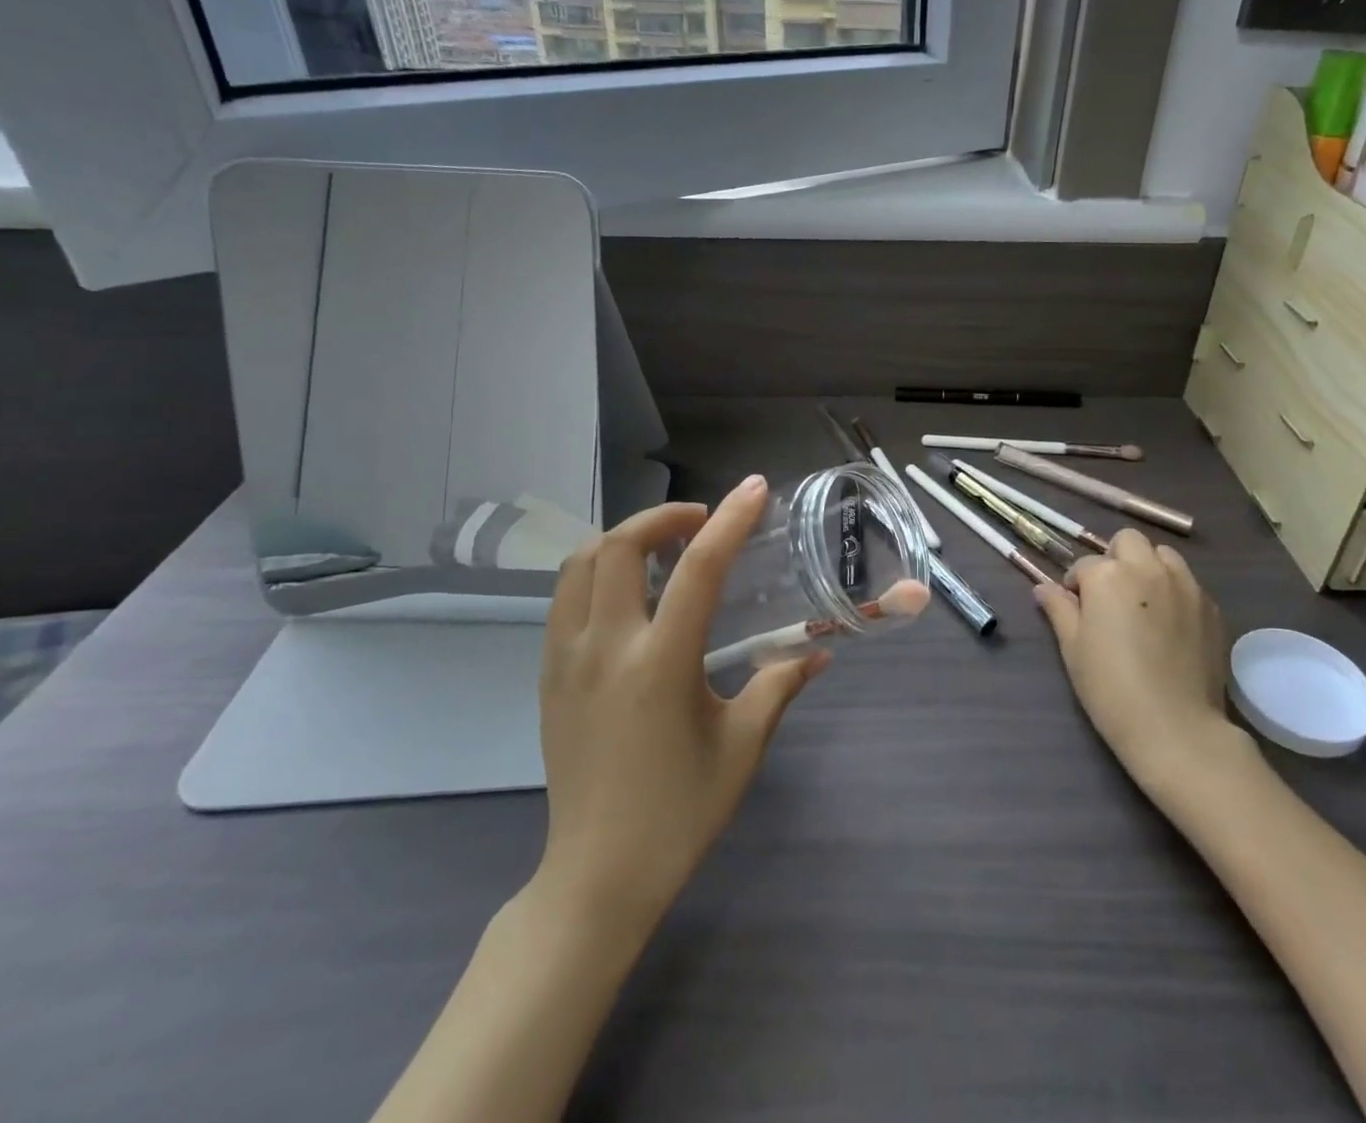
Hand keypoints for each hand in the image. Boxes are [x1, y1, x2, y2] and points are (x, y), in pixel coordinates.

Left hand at [531, 476, 826, 930]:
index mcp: (661, 663)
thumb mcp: (742, 747)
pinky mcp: (547, 675)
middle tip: (700, 521)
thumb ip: (779, 686)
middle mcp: (606, 647)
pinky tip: (626, 592)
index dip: (730, 520)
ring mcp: (567, 659)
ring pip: (579, 564)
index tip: (754, 489)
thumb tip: (818, 653)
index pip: (698, 568)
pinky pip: (563, 598)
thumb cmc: (679, 812)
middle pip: (619, 546)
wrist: (597, 875)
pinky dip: (595, 571)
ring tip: (660, 548)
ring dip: (622, 538)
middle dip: (663, 516)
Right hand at [1034, 530, 1235, 792]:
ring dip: (1148, 567)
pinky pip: (1188, 583)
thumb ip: (1059, 609)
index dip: (1076, 585)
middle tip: (1110, 595)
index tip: (1077, 609)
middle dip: (1115, 559)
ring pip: (1163, 555)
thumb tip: (1043, 588)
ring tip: (1143, 603)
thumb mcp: (1073, 648)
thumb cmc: (1111, 688)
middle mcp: (1148, 568)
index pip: (1084, 565)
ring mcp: (1185, 585)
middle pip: (1128, 542)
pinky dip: (1175, 591)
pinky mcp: (1211, 607)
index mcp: (1108, 575)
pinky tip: (1170, 625)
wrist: (1175, 728)